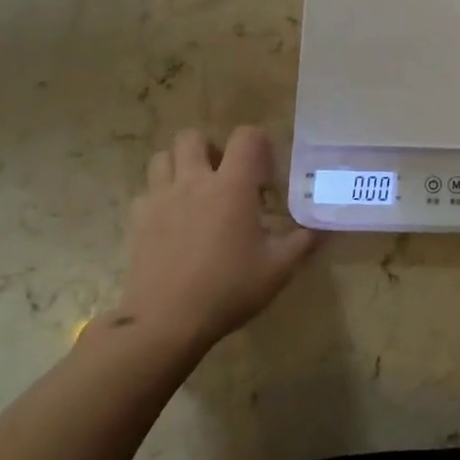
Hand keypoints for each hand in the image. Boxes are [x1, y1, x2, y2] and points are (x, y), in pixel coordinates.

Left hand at [111, 127, 318, 352]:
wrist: (166, 322)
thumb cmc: (228, 288)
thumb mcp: (278, 269)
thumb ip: (303, 242)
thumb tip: (322, 227)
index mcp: (232, 185)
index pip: (246, 136)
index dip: (258, 144)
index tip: (264, 173)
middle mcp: (194, 181)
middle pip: (193, 137)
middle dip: (210, 148)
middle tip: (224, 176)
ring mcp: (160, 198)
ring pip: (163, 158)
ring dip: (180, 166)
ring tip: (195, 191)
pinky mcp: (137, 220)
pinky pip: (146, 193)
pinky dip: (159, 198)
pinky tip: (172, 221)